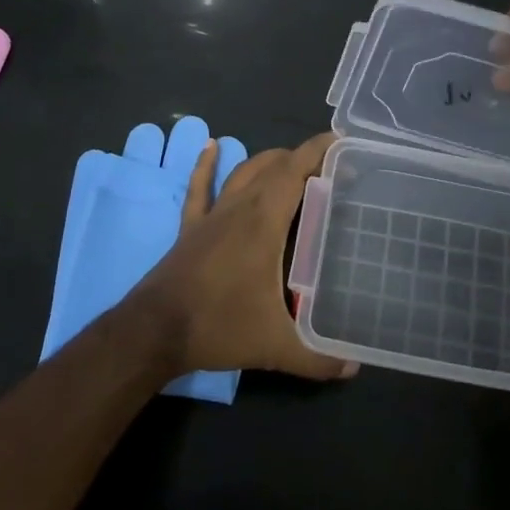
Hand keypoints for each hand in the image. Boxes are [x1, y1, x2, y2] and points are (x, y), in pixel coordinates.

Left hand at [137, 132, 356, 381]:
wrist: (155, 331)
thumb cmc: (219, 326)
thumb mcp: (275, 346)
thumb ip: (317, 358)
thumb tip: (353, 367)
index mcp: (265, 220)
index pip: (296, 169)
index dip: (319, 150)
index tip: (343, 143)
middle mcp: (241, 206)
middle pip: (274, 165)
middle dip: (303, 159)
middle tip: (330, 169)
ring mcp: (213, 214)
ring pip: (244, 171)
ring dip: (269, 161)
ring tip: (291, 162)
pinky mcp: (191, 226)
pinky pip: (200, 188)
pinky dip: (206, 165)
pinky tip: (211, 146)